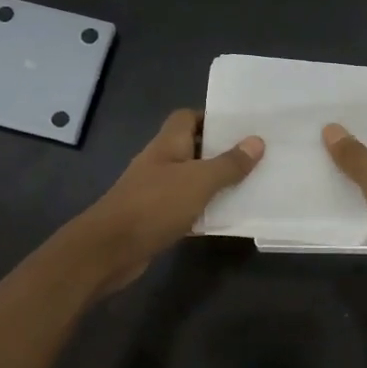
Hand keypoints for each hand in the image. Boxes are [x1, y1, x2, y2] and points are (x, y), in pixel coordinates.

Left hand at [74, 109, 262, 288]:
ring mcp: (155, 191)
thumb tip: (256, 141)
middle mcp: (160, 162)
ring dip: (214, 183)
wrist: (109, 250)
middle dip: (220, 152)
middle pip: (192, 148)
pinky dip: (203, 210)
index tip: (241, 128)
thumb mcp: (199, 181)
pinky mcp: (155, 218)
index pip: (187, 117)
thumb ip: (229, 163)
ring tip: (249, 185)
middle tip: (254, 157)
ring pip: (191, 179)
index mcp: (168, 144)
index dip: (212, 118)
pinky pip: (186, 207)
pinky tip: (225, 218)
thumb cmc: (155, 205)